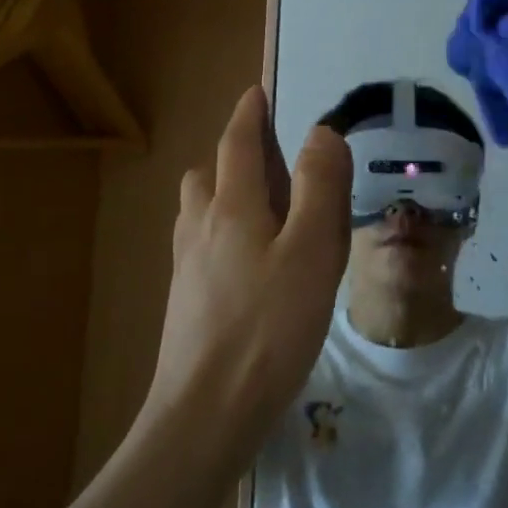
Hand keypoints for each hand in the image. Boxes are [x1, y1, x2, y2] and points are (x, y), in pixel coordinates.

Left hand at [147, 86, 352, 439]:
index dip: (249, 114)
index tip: (257, 93)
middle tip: (274, 160)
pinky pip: (201, 244)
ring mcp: (187, 266)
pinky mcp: (186, 301)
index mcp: (232, 206)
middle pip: (208, 173)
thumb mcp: (311, 251)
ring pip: (200, 210)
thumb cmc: (268, 327)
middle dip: (234, 154)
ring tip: (265, 210)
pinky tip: (250, 264)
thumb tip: (321, 132)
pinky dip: (222, 231)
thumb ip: (319, 187)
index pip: (237, 143)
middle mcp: (201, 226)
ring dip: (224, 192)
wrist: (205, 414)